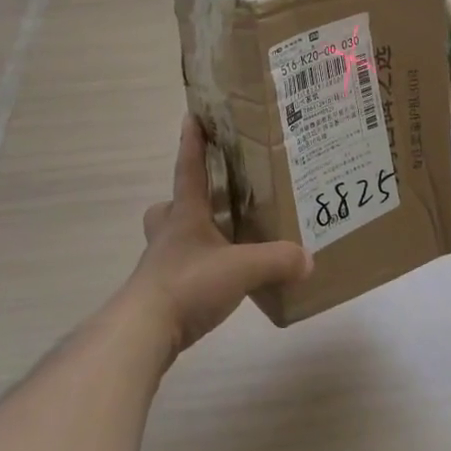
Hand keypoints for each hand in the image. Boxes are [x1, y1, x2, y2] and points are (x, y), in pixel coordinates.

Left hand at [126, 117, 311, 356]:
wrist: (142, 333)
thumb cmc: (187, 285)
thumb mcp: (242, 269)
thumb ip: (277, 260)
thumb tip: (308, 258)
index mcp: (185, 216)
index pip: (188, 170)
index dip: (191, 143)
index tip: (190, 117)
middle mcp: (170, 236)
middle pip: (169, 208)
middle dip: (185, 200)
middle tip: (211, 201)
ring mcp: (161, 266)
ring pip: (173, 240)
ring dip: (193, 236)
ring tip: (225, 243)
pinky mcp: (161, 296)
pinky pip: (181, 272)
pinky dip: (198, 271)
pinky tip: (219, 281)